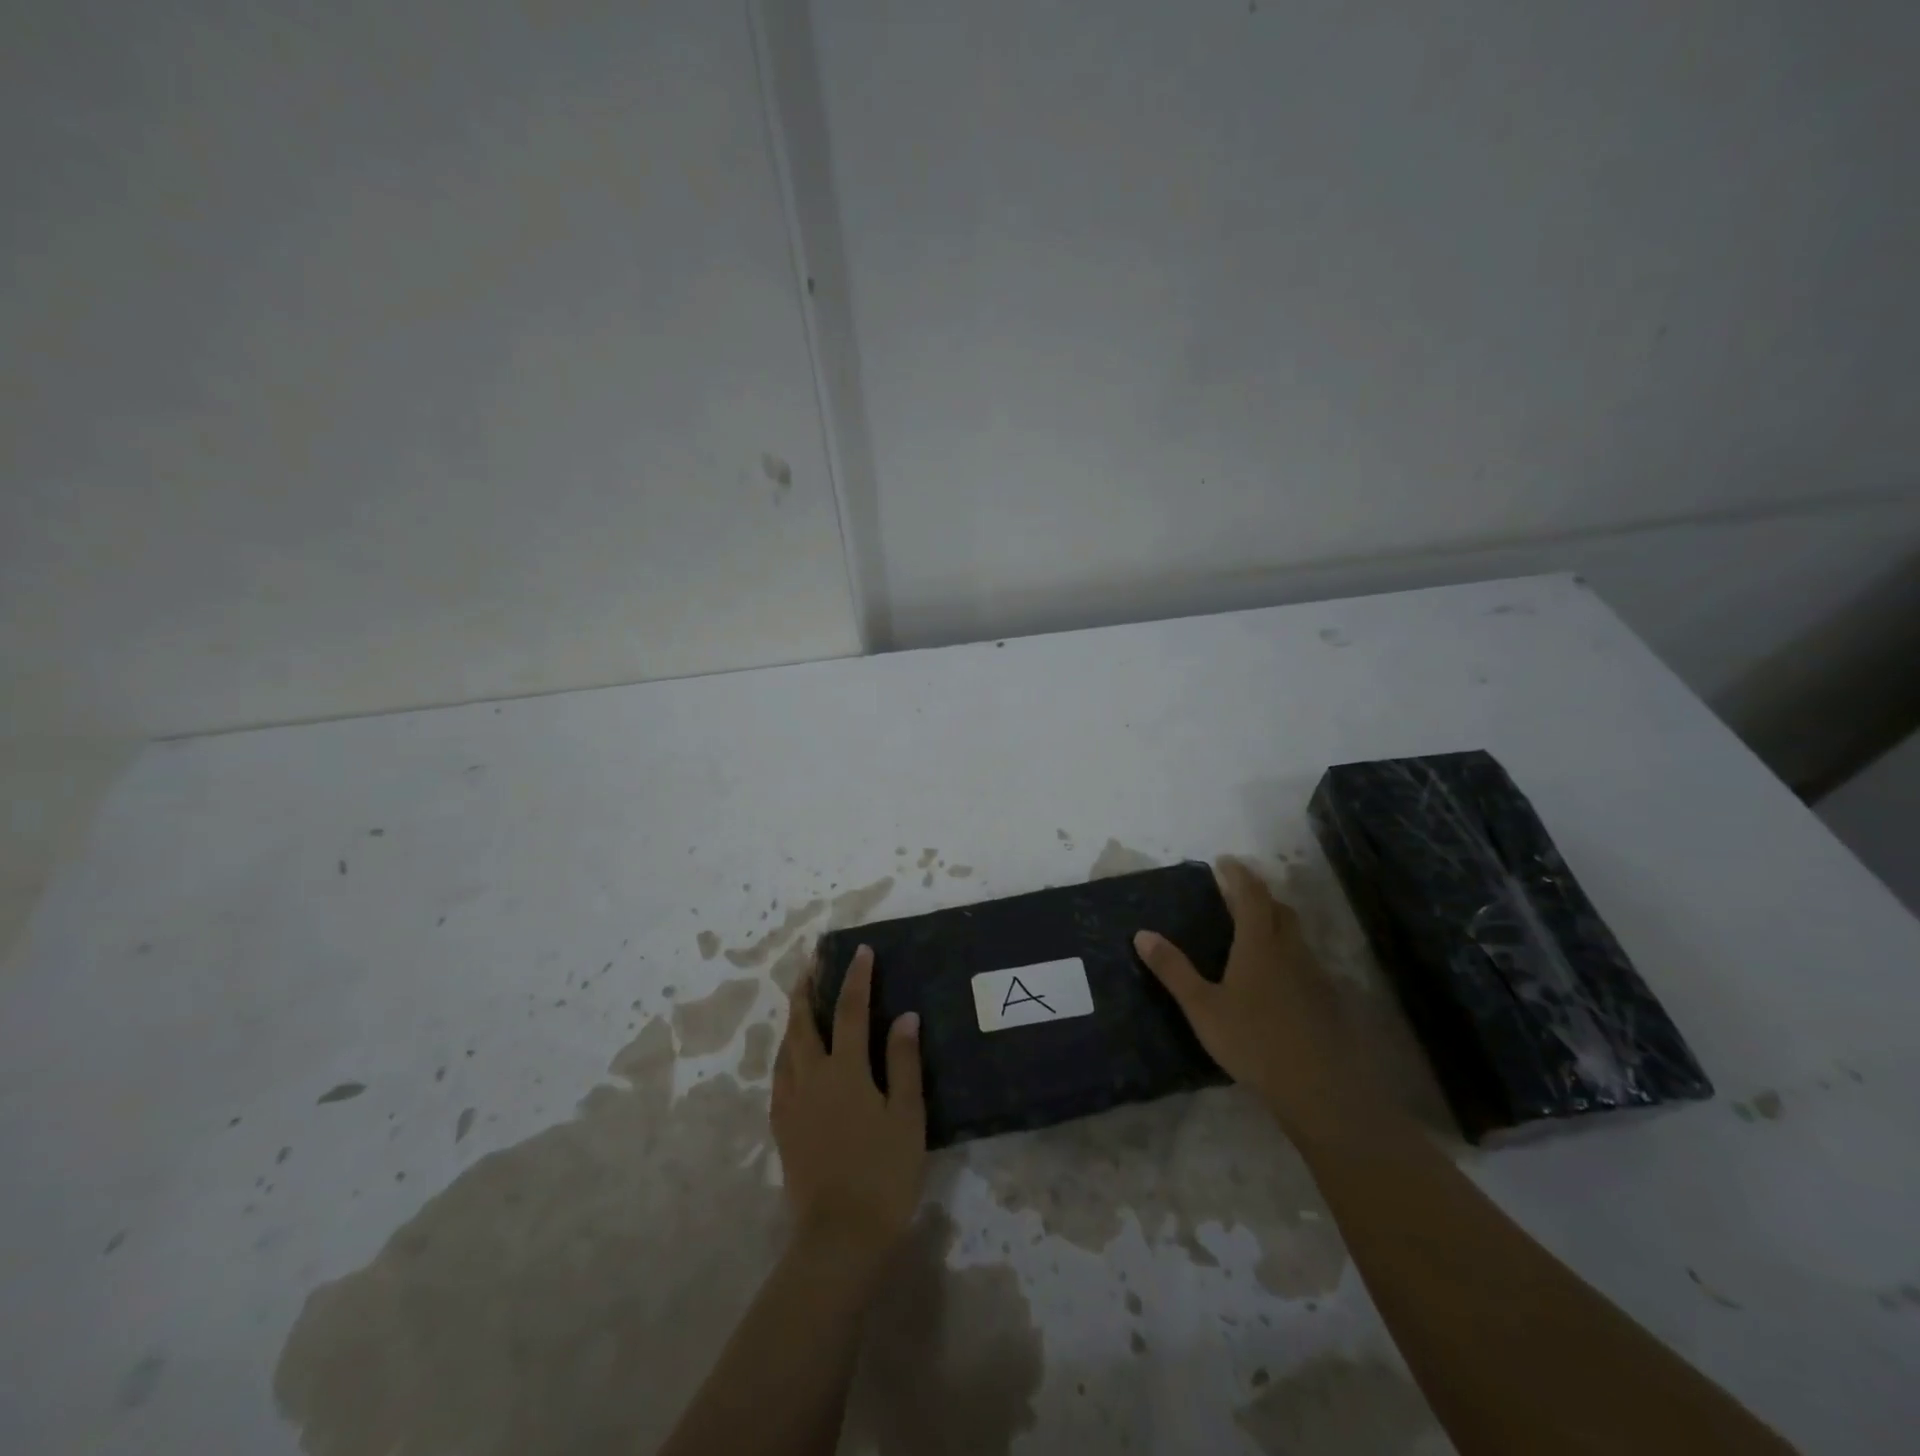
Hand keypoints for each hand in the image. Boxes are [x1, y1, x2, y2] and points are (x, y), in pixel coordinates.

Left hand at [772, 946, 926, 1263]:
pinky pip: (779, 1075)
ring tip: (801, 1001)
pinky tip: (792, 1056)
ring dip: (794, 1018)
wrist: (839, 1236)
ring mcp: (791, 1102)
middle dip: (807, 989)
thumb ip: (903, 1062)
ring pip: (786, 1047)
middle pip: (803, 1022)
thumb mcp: (906, 1115)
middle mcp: (811, 1076)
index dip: (856, 978)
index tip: (860, 951)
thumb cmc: (884, 1173)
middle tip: (812, 964)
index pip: (850, 1010)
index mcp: (845, 1070)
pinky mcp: (782, 1127)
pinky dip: (786, 1052)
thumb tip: (905, 1016)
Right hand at [1135, 857, 1363, 1134]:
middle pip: (1279, 909)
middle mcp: (1290, 949)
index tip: (1225, 861)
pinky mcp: (1325, 998)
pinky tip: (1275, 976)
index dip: (1238, 874)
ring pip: (1295, 934)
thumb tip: (1142, 934)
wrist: (1318, 1087)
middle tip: (1236, 894)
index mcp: (1259, 944)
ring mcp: (1313, 974)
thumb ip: (1173, 970)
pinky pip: (1304, 959)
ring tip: (1253, 930)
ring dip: (1275, 921)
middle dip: (1259, 894)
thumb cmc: (1253, 1041)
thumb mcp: (1202, 1007)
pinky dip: (1287, 951)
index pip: (1251, 894)